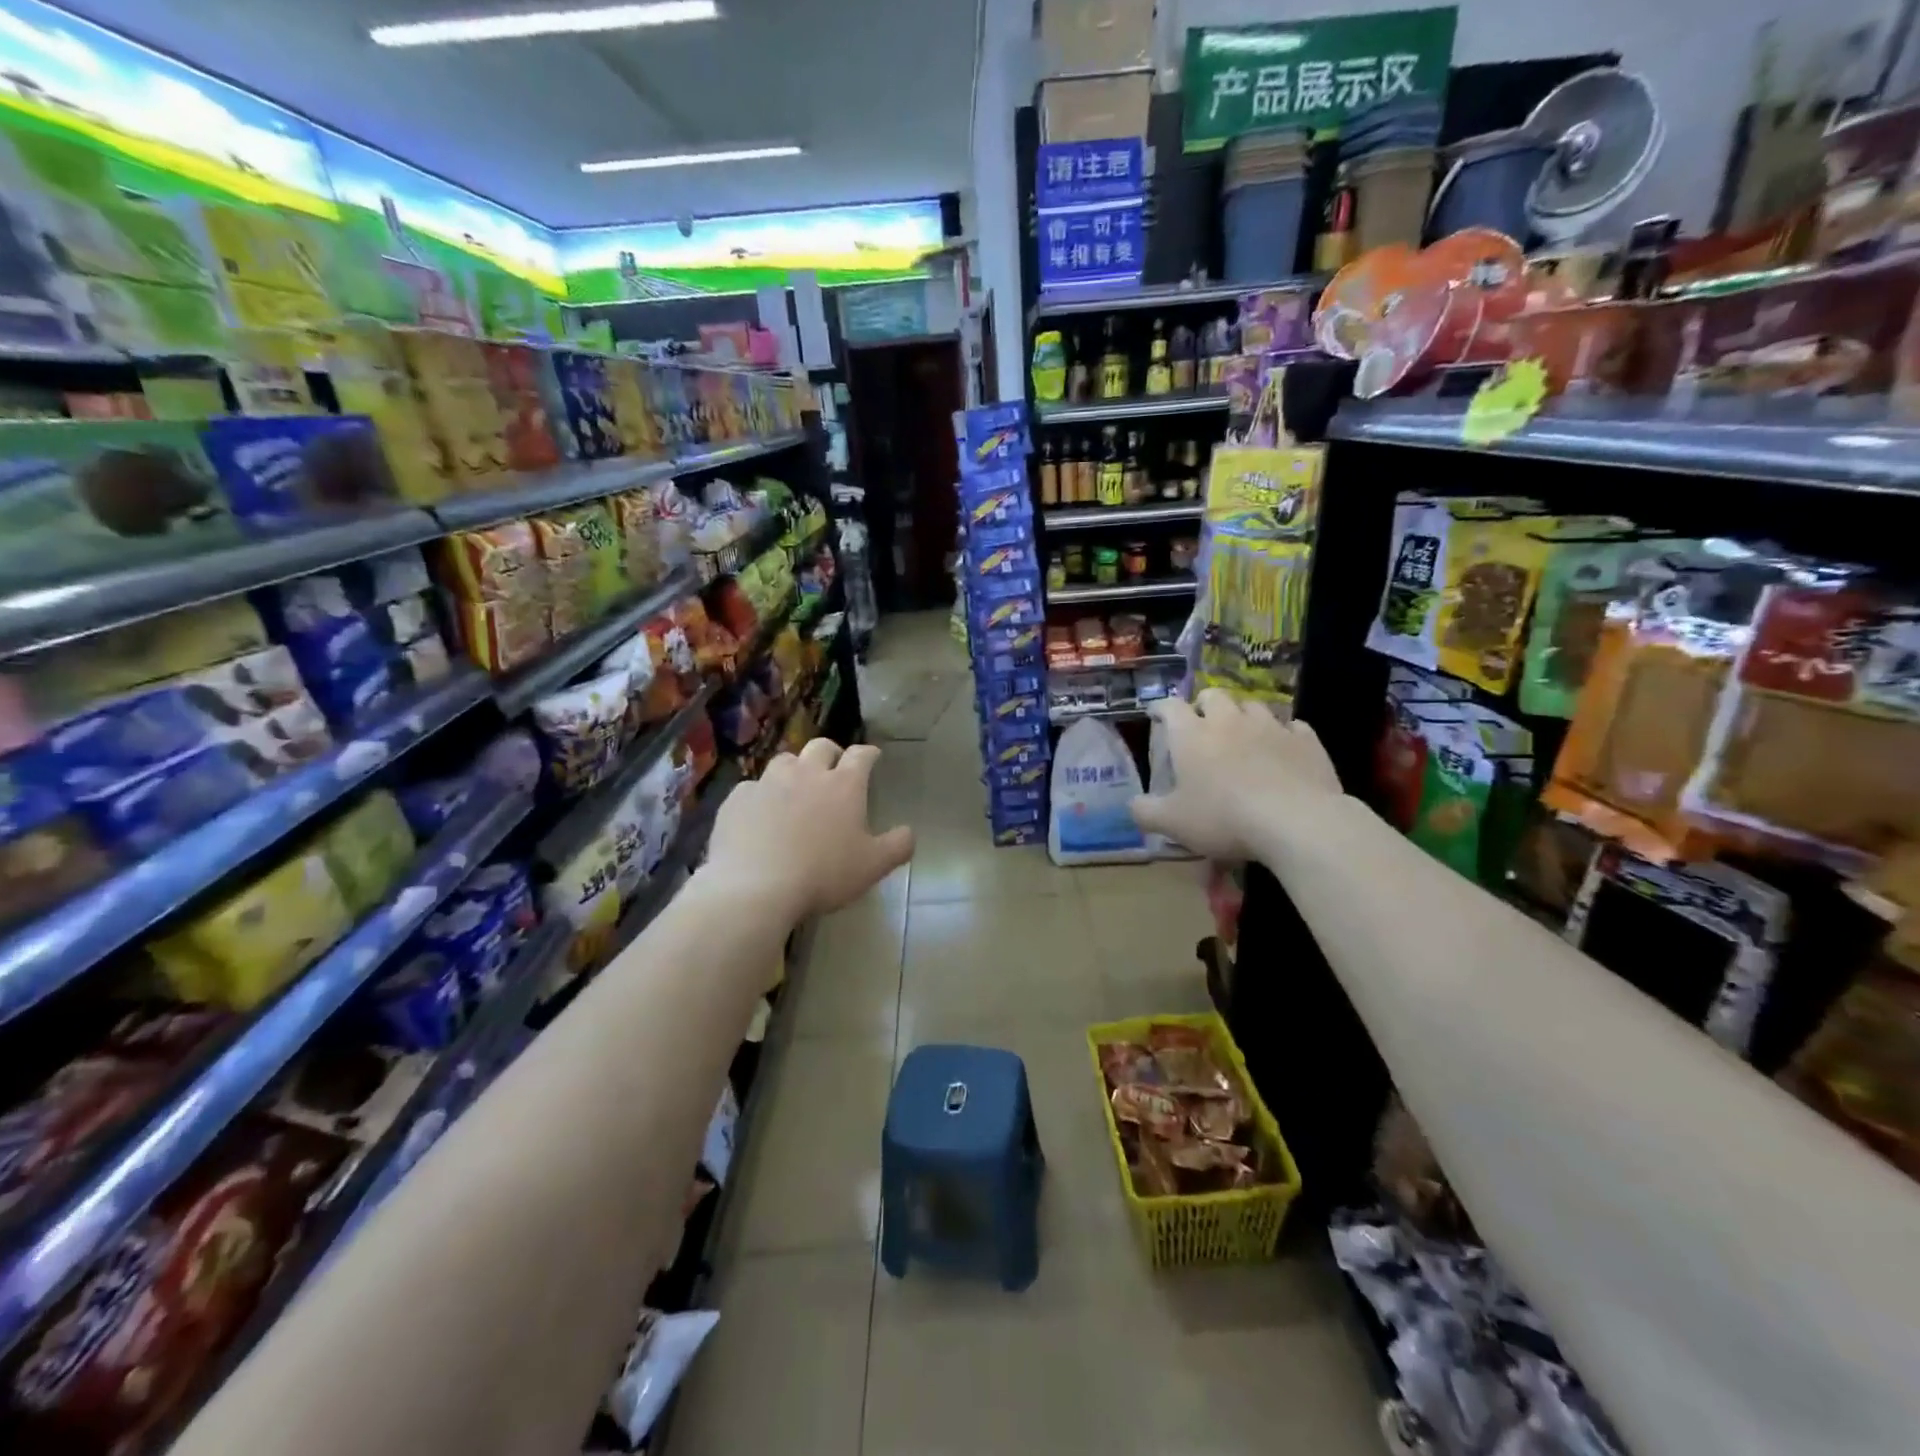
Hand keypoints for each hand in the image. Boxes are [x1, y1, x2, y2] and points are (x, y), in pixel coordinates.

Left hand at [704, 739, 914, 920]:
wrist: (756, 887)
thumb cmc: (823, 874)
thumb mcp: (873, 866)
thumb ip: (898, 846)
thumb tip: (909, 832)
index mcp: (844, 785)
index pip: (861, 755)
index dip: (869, 753)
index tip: (873, 757)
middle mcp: (807, 773)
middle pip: (821, 747)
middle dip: (831, 753)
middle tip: (834, 768)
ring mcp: (768, 783)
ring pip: (784, 761)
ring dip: (794, 769)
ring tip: (795, 787)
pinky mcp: (738, 799)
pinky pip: (752, 788)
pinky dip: (760, 795)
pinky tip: (760, 814)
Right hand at [1130, 689, 1343, 862]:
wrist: (1296, 820)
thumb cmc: (1223, 817)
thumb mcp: (1173, 823)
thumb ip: (1146, 812)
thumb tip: (1132, 805)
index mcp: (1192, 735)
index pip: (1170, 706)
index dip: (1161, 708)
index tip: (1157, 715)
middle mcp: (1229, 721)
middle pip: (1214, 695)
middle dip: (1205, 705)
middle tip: (1202, 723)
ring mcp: (1271, 727)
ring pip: (1253, 706)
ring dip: (1244, 716)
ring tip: (1242, 734)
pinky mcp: (1306, 740)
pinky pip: (1293, 727)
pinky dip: (1284, 734)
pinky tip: (1282, 749)